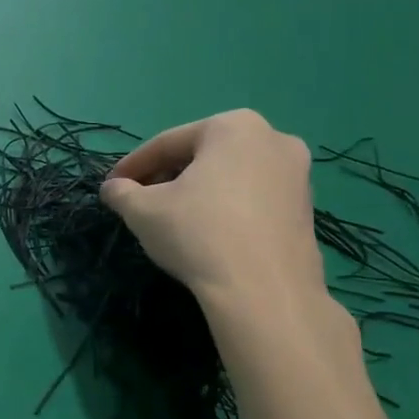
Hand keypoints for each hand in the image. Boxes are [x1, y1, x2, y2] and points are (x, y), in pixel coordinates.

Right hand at [100, 110, 322, 312]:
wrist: (265, 292)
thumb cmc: (198, 234)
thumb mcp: (143, 211)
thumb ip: (121, 193)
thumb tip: (113, 189)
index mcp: (233, 126)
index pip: (167, 143)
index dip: (133, 166)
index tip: (112, 185)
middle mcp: (273, 138)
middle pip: (202, 155)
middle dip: (168, 176)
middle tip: (140, 201)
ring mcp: (297, 174)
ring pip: (230, 177)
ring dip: (197, 192)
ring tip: (171, 219)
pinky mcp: (306, 209)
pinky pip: (253, 199)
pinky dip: (226, 209)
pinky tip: (207, 234)